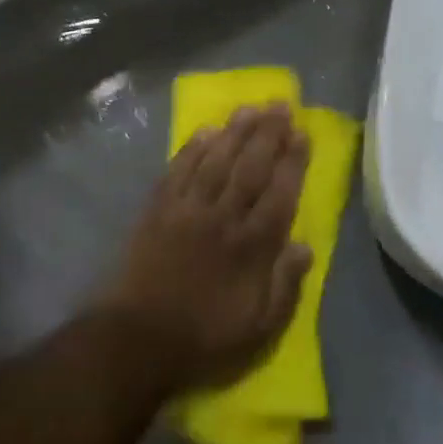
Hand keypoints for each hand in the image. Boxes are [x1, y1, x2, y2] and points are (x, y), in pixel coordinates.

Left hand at [97, 105, 312, 392]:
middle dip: (268, 134)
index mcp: (251, 247)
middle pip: (250, 167)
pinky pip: (178, 170)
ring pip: (216, 160)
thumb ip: (285, 286)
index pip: (279, 194)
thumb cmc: (204, 338)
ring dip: (234, 132)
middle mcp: (222, 218)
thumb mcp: (259, 329)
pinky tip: (205, 131)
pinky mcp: (158, 209)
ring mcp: (187, 209)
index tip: (302, 133)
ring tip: (250, 108)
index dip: (293, 162)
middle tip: (280, 104)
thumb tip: (305, 246)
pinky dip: (192, 148)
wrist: (137, 339)